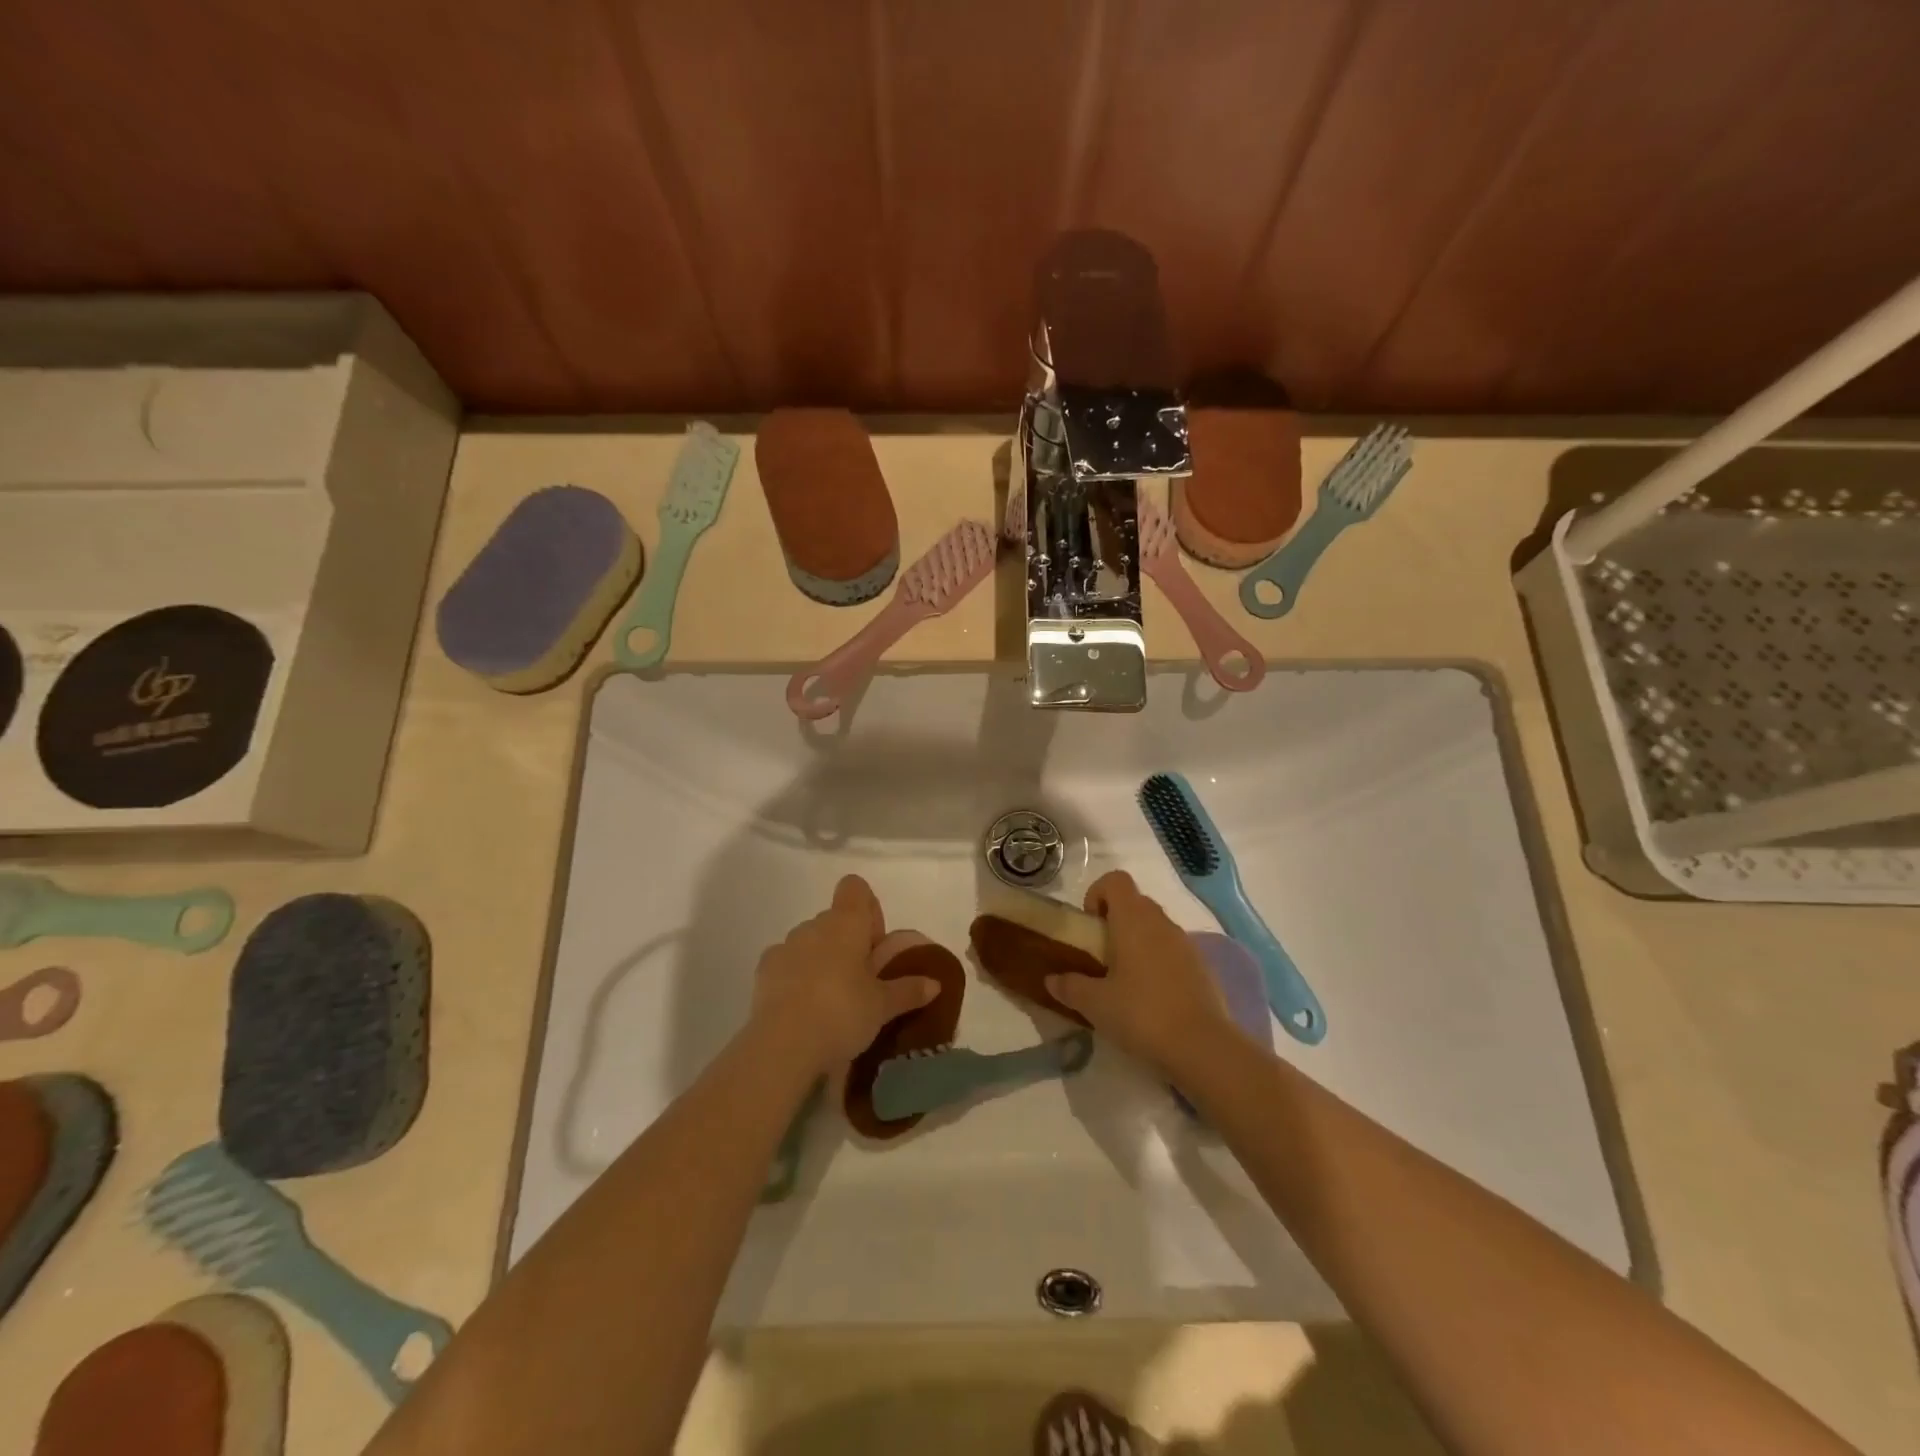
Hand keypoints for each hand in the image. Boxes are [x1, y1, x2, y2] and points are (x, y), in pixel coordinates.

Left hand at [750, 876, 939, 1073]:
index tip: (875, 944)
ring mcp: (785, 946)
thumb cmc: (842, 1013)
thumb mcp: (883, 1006)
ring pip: (809, 941)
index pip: (855, 888)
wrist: (782, 1046)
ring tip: (831, 999)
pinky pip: (786, 962)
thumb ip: (909, 990)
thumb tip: (935, 983)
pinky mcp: (763, 971)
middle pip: (834, 919)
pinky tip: (803, 1009)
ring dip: (821, 959)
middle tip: (861, 981)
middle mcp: (814, 925)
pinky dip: (796, 976)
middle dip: (848, 942)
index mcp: (846, 923)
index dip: (868, 909)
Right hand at [1045, 870, 1236, 1077]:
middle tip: (1100, 956)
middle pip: (1134, 902)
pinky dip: (1158, 961)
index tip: (1089, 925)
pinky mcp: (1202, 966)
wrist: (1203, 1047)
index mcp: (1133, 919)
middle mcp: (1161, 922)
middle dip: (1114, 920)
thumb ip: (1070, 987)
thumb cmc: (1141, 1014)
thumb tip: (1051, 979)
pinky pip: (1172, 950)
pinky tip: (1151, 997)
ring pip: (1155, 926)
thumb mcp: (1095, 1004)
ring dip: (1137, 941)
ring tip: (1124, 979)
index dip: (1097, 894)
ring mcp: (1185, 943)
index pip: (1115, 880)